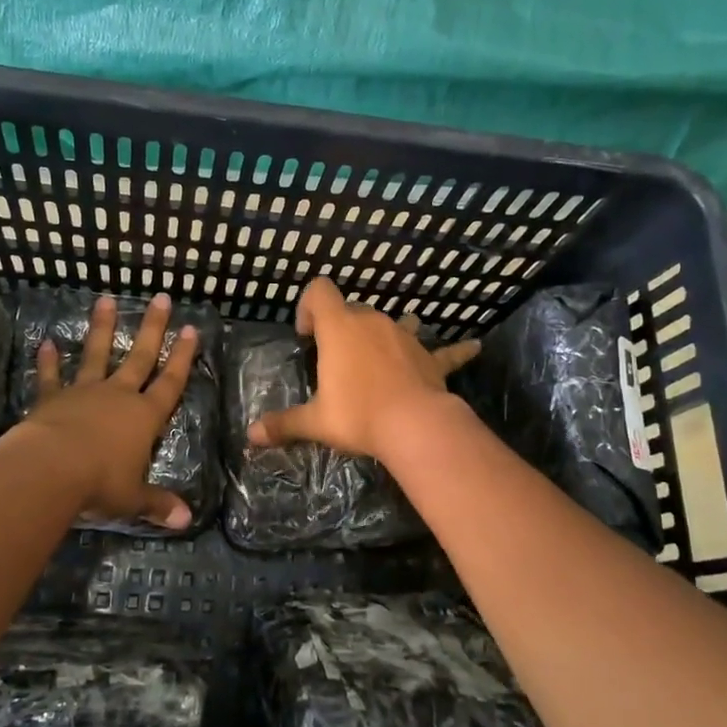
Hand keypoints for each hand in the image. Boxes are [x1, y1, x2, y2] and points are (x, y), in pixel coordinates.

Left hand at [21, 292, 199, 529]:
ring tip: (105, 299)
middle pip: (139, 357)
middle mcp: (118, 396)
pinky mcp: (52, 399)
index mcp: (144, 417)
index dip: (182, 357)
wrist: (50, 470)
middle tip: (161, 299)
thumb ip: (157, 504)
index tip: (191, 330)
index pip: (170, 382)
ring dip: (101, 328)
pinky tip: (44, 342)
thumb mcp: (133, 499)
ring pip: (95, 354)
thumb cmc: (100, 484)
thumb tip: (186, 520)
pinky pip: (51, 377)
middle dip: (153, 328)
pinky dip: (48, 361)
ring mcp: (84, 393)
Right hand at [248, 277, 480, 458]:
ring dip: (384, 334)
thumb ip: (283, 424)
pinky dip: (456, 350)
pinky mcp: (431, 358)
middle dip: (341, 326)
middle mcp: (371, 322)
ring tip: (381, 353)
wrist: (414, 425)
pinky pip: (444, 351)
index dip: (309, 305)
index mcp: (339, 328)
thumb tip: (251, 435)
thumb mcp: (316, 421)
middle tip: (335, 358)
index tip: (307, 336)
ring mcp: (405, 337)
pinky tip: (475, 347)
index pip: (320, 291)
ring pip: (393, 323)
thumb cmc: (358, 415)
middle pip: (352, 308)